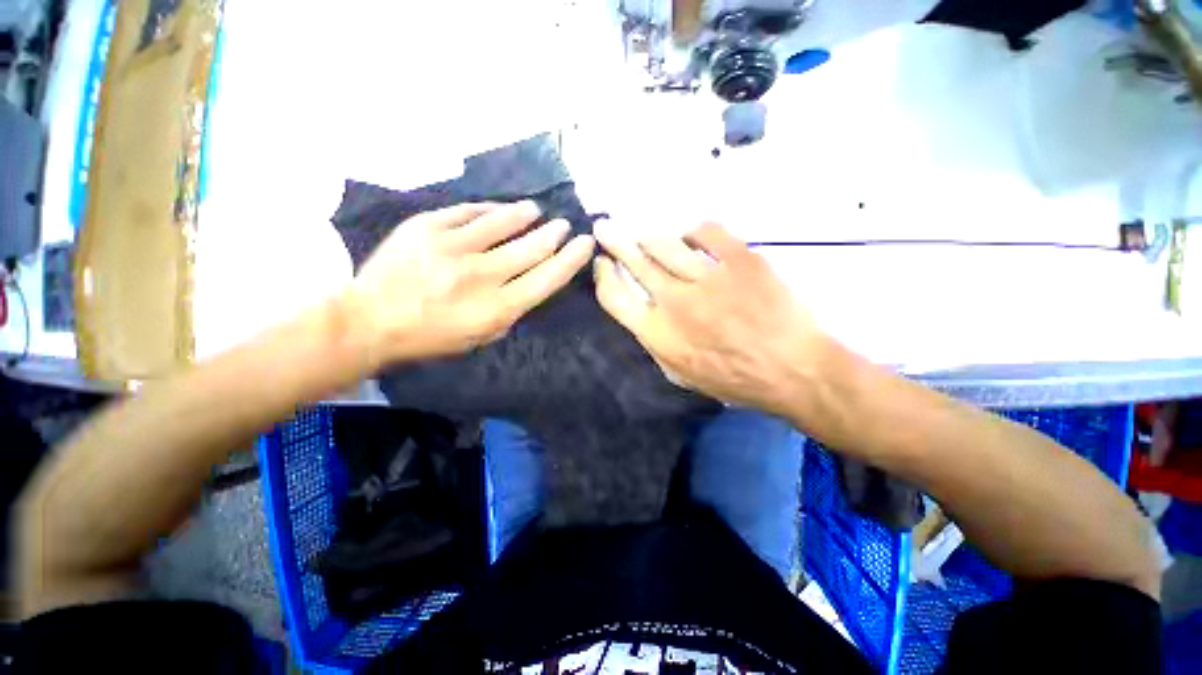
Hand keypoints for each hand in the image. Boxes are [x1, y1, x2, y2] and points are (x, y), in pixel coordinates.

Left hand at [344, 201, 594, 365]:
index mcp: (497, 308)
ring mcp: (453, 247)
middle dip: (554, 234)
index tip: (585, 243)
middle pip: (532, 247)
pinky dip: (489, 209)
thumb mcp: (481, 336)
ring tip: (535, 210)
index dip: (571, 258)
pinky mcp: (427, 226)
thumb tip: (530, 281)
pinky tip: (498, 208)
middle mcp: (481, 275)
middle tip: (564, 225)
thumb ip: (511, 310)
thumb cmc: (431, 337)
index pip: (548, 278)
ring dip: (525, 215)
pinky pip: (468, 211)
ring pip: (503, 222)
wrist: (369, 320)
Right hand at [593, 221, 830, 413]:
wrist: (793, 371)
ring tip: (641, 232)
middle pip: (635, 263)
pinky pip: (707, 232)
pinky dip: (693, 231)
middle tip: (605, 227)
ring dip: (647, 235)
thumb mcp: (680, 375)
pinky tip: (688, 235)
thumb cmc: (734, 380)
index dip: (603, 275)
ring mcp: (708, 278)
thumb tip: (643, 312)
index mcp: (658, 334)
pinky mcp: (740, 260)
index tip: (602, 263)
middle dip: (615, 242)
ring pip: (665, 245)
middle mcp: (675, 303)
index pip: (615, 297)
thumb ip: (655, 343)